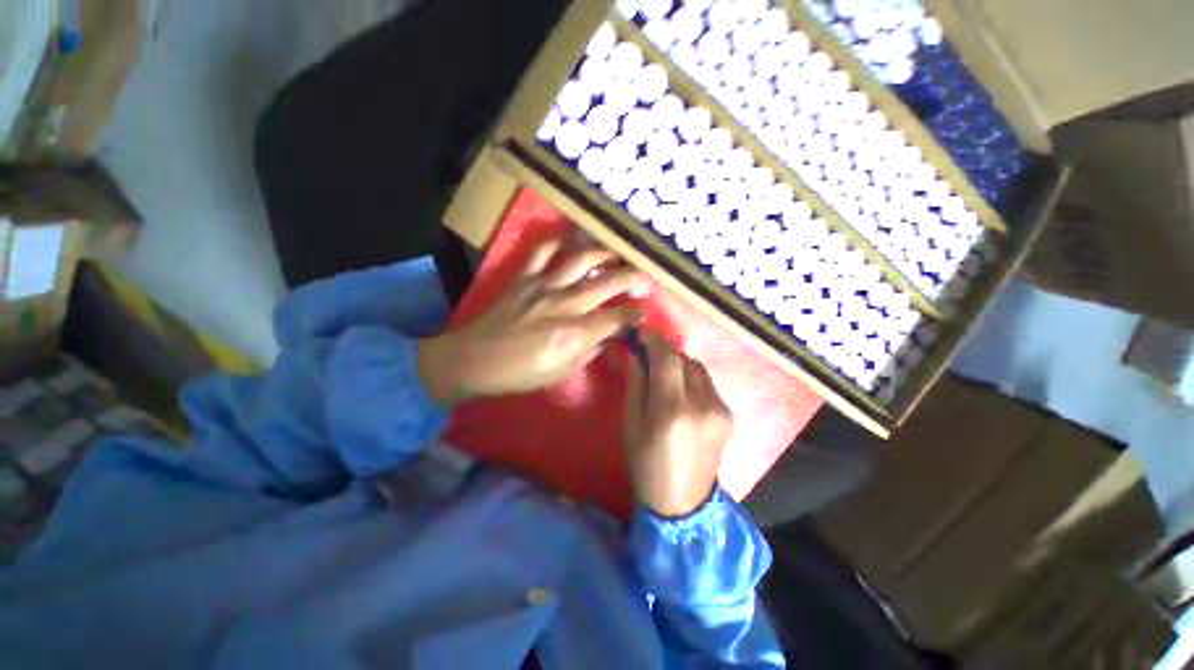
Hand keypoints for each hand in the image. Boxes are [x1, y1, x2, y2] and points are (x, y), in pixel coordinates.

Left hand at [418, 239, 647, 401]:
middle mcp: (564, 304)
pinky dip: (558, 242)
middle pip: (607, 283)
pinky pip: (542, 251)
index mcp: (574, 334)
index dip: (635, 314)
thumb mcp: (561, 372)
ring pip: (580, 259)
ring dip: (604, 253)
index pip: (616, 318)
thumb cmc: (520, 373)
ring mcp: (543, 286)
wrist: (475, 360)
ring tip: (617, 252)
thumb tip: (607, 335)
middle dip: (633, 278)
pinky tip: (571, 241)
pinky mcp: (524, 277)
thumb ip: (589, 350)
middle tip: (645, 278)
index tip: (643, 312)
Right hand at [623, 332, 732, 517]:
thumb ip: (636, 383)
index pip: (666, 357)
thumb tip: (636, 353)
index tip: (640, 332)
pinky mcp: (728, 414)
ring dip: (679, 364)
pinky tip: (681, 393)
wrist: (684, 502)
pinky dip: (691, 379)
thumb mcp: (632, 423)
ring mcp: (720, 408)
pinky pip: (707, 383)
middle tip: (647, 353)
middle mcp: (702, 403)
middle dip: (664, 351)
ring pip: (698, 368)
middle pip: (684, 359)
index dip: (653, 339)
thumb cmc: (647, 464)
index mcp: (672, 409)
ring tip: (663, 373)